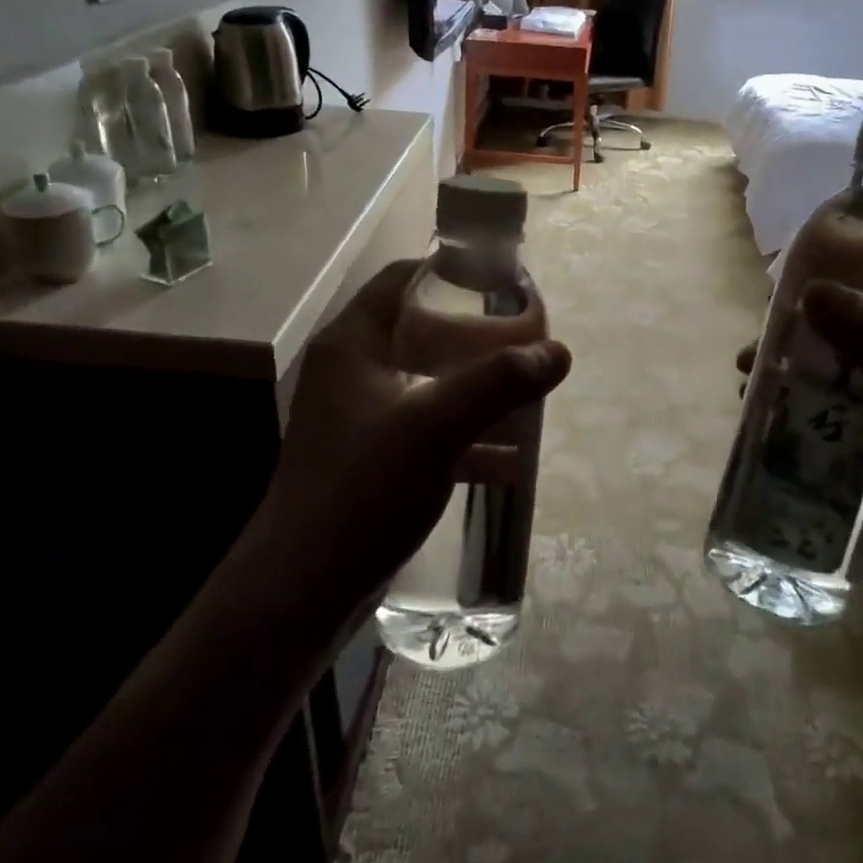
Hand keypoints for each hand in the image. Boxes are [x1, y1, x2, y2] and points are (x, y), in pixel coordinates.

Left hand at [252, 259, 571, 620]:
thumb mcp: (434, 426)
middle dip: (479, 339)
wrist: (303, 588)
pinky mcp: (374, 459)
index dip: (451, 273)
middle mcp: (354, 371)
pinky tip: (512, 457)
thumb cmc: (362, 488)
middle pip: (423, 332)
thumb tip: (559, 351)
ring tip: (530, 396)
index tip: (503, 283)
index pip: (403, 279)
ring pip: (431, 383)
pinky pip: (430, 430)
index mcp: (353, 343)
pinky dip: (468, 436)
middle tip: (527, 344)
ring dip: (478, 389)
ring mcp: (363, 417)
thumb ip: (498, 383)